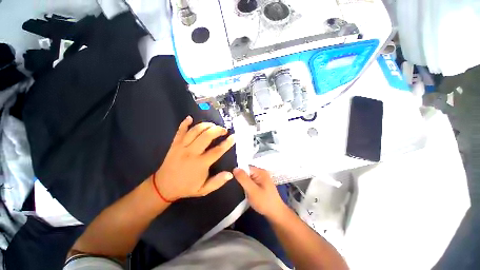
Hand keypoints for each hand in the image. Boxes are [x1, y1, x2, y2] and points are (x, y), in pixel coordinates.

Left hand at [153, 116, 235, 200]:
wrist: (163, 186)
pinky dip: (185, 123)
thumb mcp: (203, 190)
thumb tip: (230, 174)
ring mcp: (181, 147)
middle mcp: (191, 153)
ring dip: (205, 125)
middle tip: (223, 130)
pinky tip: (190, 118)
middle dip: (217, 130)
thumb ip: (217, 182)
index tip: (233, 137)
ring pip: (195, 131)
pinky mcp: (174, 144)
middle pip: (206, 136)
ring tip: (213, 125)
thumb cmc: (186, 187)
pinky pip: (180, 131)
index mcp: (200, 164)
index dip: (227, 143)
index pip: (217, 151)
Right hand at [233, 166, 286, 218]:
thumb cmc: (264, 202)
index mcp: (260, 172)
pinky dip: (247, 186)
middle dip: (241, 179)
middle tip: (236, 187)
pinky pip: (251, 182)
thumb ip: (243, 179)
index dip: (239, 173)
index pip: (246, 167)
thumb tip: (235, 168)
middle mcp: (261, 173)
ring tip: (240, 190)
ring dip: (244, 183)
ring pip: (248, 178)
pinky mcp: (261, 185)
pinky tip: (246, 192)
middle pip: (247, 172)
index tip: (233, 180)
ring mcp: (261, 179)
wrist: (276, 214)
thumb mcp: (252, 190)